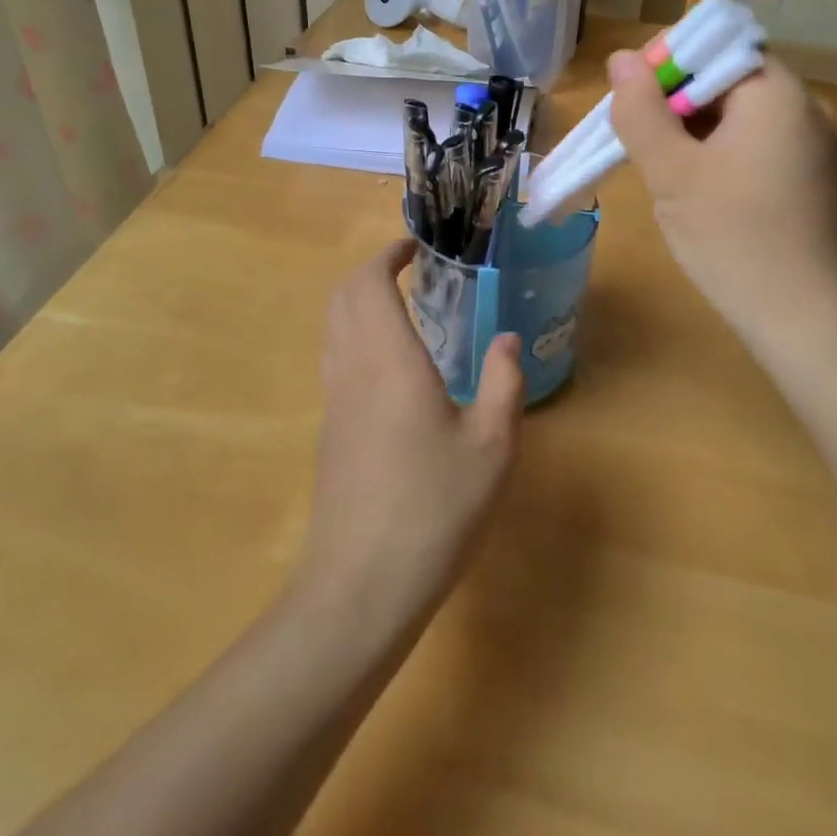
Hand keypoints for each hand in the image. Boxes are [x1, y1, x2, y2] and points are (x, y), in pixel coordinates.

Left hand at [293, 241, 523, 640]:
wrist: (358, 590)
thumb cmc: (432, 511)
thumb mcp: (491, 448)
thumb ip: (504, 384)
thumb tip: (507, 340)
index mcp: (388, 359)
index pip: (369, 282)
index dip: (387, 254)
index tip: (415, 246)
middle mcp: (352, 369)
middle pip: (342, 296)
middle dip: (371, 271)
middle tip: (412, 270)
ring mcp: (334, 402)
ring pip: (333, 327)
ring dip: (360, 302)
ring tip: (404, 309)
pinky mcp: (329, 433)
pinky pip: (336, 359)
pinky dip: (356, 336)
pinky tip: (393, 368)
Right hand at [608, 50, 836, 345]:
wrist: (809, 325)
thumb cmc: (735, 240)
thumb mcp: (673, 173)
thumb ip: (641, 111)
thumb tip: (622, 59)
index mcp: (776, 93)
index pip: (715, 46)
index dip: (666, 63)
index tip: (630, 99)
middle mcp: (804, 109)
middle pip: (725, 80)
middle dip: (673, 102)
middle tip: (636, 140)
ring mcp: (811, 147)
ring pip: (736, 116)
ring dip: (691, 132)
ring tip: (661, 171)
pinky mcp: (808, 180)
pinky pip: (754, 146)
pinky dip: (717, 155)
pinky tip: (696, 192)